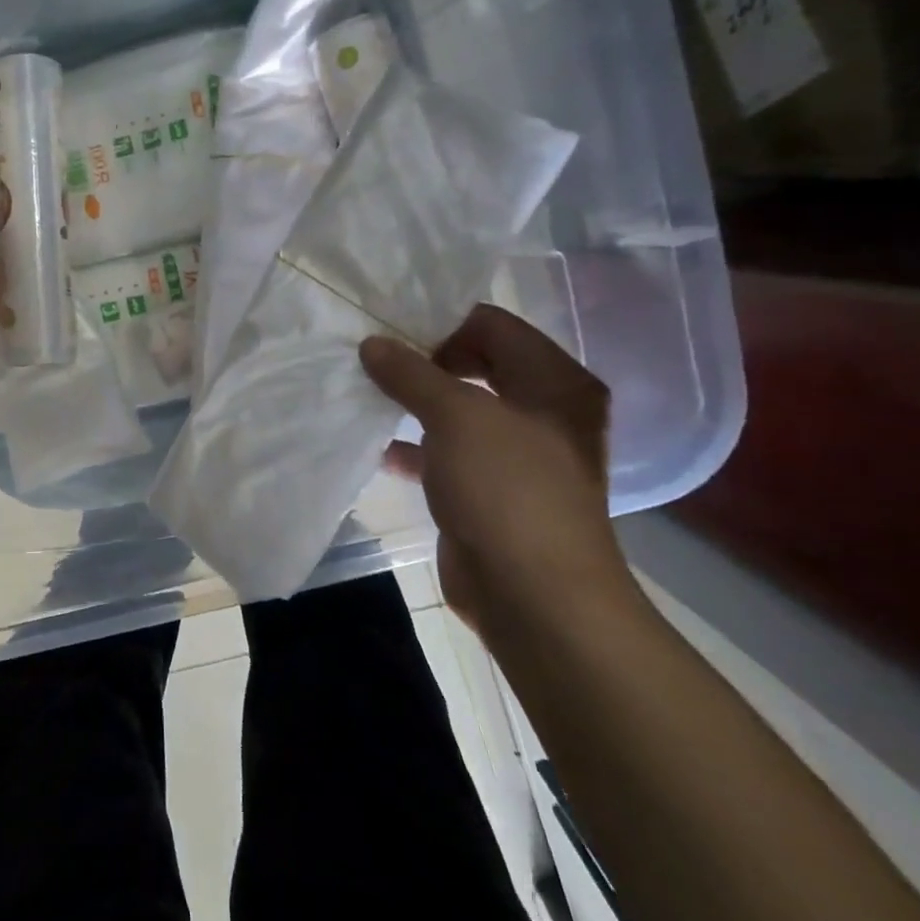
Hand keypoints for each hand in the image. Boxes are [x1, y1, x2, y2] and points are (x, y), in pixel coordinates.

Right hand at [359, 305, 632, 632]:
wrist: (533, 595)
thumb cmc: (506, 490)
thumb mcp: (456, 418)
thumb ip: (412, 374)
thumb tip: (373, 344)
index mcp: (554, 382)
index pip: (493, 325)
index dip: (441, 324)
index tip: (389, 333)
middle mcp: (542, 411)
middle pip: (476, 364)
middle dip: (423, 362)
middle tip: (373, 360)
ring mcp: (517, 453)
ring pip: (458, 410)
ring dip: (414, 403)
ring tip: (365, 393)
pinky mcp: (490, 489)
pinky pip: (448, 452)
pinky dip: (415, 446)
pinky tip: (378, 447)